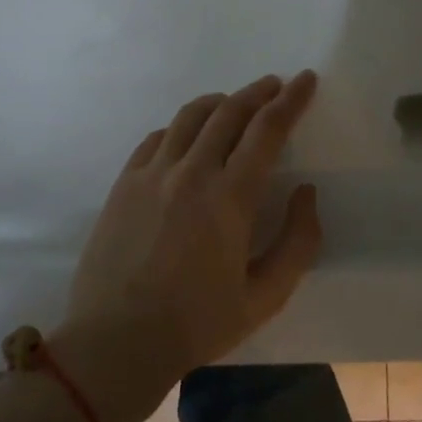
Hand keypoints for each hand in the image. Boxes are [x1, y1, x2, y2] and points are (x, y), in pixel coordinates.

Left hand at [58, 72, 322, 421]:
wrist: (116, 341)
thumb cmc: (196, 324)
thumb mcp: (264, 297)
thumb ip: (297, 242)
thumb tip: (305, 192)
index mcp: (230, 197)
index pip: (267, 130)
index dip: (290, 100)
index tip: (305, 80)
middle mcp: (191, 172)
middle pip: (229, 112)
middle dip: (258, 92)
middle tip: (275, 85)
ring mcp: (152, 173)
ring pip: (190, 116)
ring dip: (220, 102)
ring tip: (235, 103)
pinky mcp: (125, 182)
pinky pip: (158, 137)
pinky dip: (181, 126)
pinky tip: (188, 136)